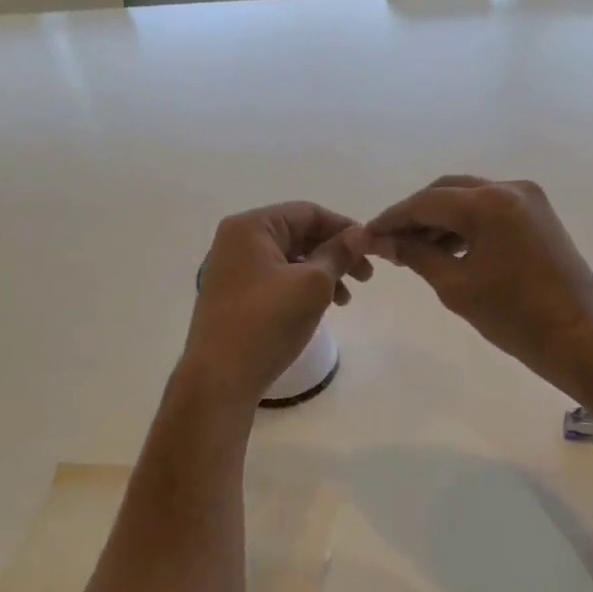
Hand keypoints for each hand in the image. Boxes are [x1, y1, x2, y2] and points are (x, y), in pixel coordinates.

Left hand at [182, 202, 371, 406]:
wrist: (220, 378)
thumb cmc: (267, 322)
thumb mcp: (312, 284)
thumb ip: (338, 253)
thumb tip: (360, 233)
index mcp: (252, 227)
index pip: (308, 213)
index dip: (344, 228)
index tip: (372, 250)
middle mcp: (238, 240)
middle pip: (299, 234)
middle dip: (335, 253)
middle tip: (366, 278)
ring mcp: (234, 268)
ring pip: (291, 259)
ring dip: (323, 273)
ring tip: (346, 300)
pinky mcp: (235, 295)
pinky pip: (277, 278)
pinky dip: (303, 287)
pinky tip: (321, 307)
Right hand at [367, 176, 592, 391]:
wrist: (580, 337)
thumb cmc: (514, 317)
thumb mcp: (456, 286)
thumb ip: (416, 254)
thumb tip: (381, 241)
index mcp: (487, 202)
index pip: (425, 202)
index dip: (391, 219)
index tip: (365, 236)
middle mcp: (508, 187)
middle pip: (446, 191)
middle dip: (414, 214)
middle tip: (388, 243)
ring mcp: (528, 198)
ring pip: (468, 197)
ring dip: (440, 219)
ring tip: (413, 250)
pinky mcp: (538, 213)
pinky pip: (490, 208)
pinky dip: (465, 223)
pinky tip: (446, 248)